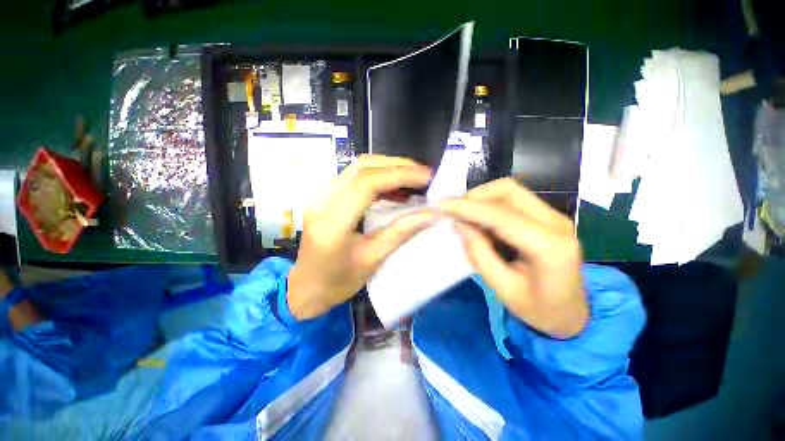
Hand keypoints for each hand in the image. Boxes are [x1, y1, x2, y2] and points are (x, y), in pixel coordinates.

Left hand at [287, 155, 434, 319]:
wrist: (305, 287)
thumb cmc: (338, 281)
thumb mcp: (373, 259)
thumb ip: (401, 232)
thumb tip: (431, 213)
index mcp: (333, 223)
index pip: (367, 184)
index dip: (399, 175)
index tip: (426, 177)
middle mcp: (322, 201)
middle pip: (362, 168)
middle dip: (397, 166)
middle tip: (424, 175)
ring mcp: (321, 196)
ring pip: (358, 167)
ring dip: (388, 168)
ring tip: (413, 179)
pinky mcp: (325, 196)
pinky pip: (354, 176)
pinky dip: (377, 176)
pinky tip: (394, 188)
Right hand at [437, 178, 587, 338]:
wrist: (574, 314)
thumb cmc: (540, 310)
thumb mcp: (504, 289)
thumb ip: (480, 254)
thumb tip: (460, 225)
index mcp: (550, 248)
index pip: (500, 216)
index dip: (467, 207)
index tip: (440, 205)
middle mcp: (556, 223)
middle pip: (508, 191)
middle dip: (474, 197)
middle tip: (453, 212)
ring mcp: (554, 216)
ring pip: (509, 191)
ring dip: (481, 199)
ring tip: (464, 217)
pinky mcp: (547, 216)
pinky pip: (513, 200)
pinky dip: (490, 205)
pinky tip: (480, 221)